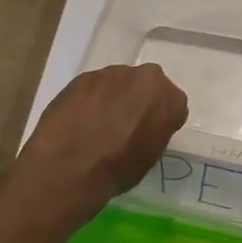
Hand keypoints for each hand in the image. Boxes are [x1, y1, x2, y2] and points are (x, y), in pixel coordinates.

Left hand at [17, 64, 188, 206]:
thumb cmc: (118, 169)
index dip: (160, 120)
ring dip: (112, 98)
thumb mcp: (150, 156)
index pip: (173, 104)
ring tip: (96, 124)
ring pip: (118, 83)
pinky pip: (93, 87)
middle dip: (138, 100)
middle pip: (146, 86)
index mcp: (169, 98)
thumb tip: (144, 128)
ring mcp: (111, 73)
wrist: (69, 166)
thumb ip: (154, 131)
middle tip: (125, 125)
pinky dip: (89, 100)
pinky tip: (79, 121)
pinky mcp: (82, 77)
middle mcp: (144, 77)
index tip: (149, 133)